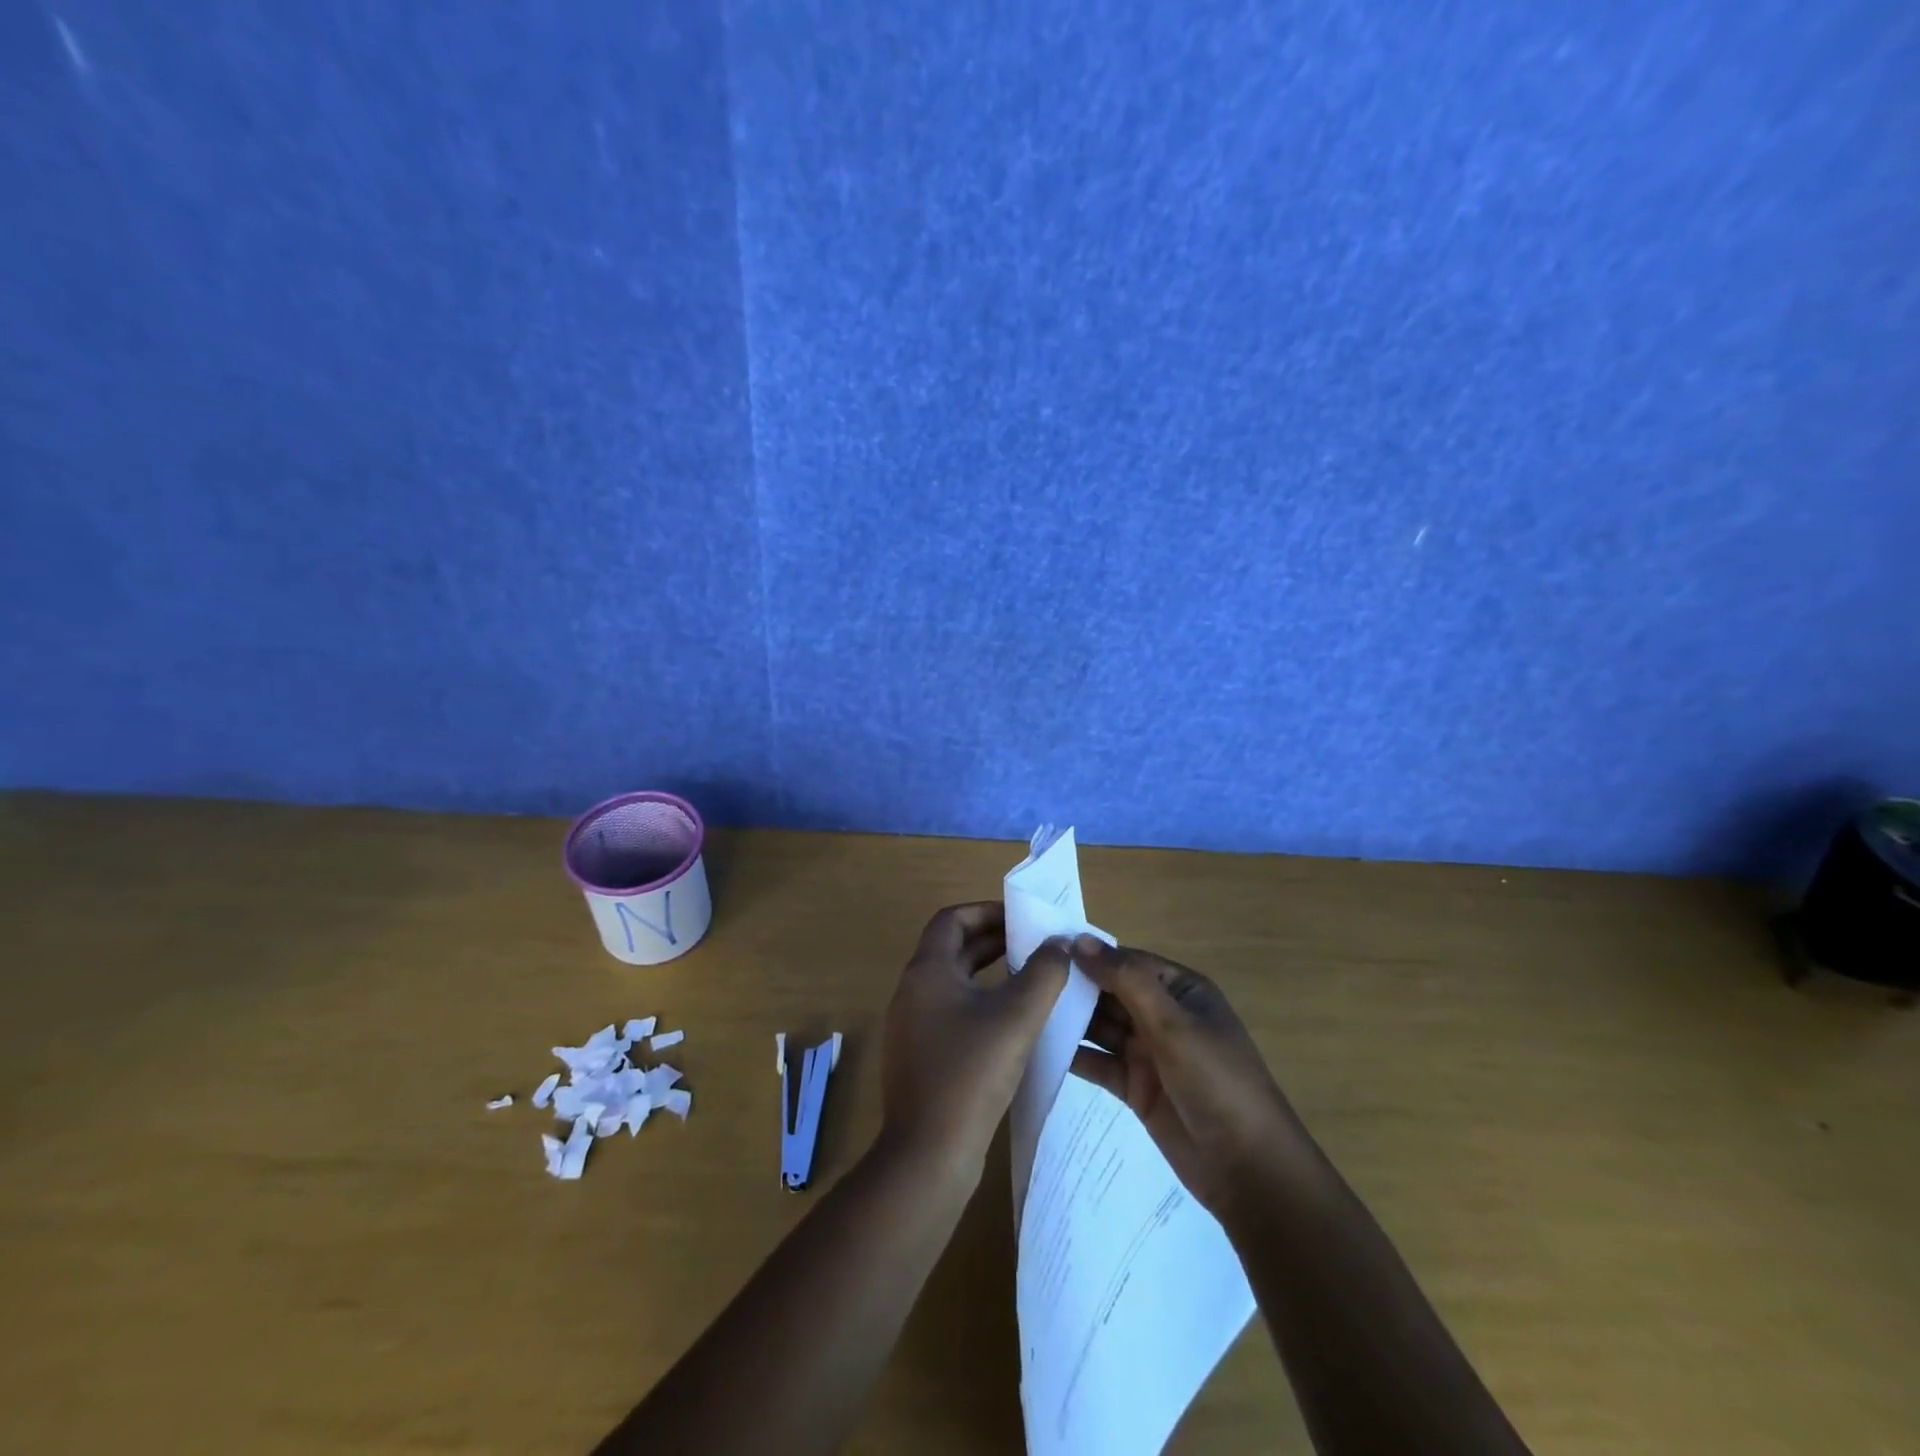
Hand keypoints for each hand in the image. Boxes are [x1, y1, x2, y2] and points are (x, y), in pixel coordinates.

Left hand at [879, 903, 1069, 1174]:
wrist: (929, 1154)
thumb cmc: (971, 1073)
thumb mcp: (1017, 1017)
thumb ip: (1043, 974)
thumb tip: (1059, 944)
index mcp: (927, 972)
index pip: (952, 920)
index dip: (986, 912)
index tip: (1022, 920)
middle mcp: (913, 992)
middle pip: (952, 949)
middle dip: (992, 941)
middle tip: (1034, 945)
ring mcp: (913, 1026)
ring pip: (953, 982)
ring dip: (988, 973)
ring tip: (1029, 977)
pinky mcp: (921, 1056)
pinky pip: (951, 1012)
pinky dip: (980, 1003)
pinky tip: (1011, 1022)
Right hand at [1052, 934, 1299, 1218]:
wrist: (1248, 1171)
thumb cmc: (1217, 1082)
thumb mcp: (1173, 1024)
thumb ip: (1126, 980)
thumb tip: (1079, 940)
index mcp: (1182, 990)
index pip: (1127, 961)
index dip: (1090, 955)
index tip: (1043, 950)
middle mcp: (1164, 1016)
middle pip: (1111, 992)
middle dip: (1075, 986)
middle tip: (1022, 979)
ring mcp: (1149, 1053)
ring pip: (1102, 1027)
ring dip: (1070, 1019)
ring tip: (1024, 1010)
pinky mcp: (1136, 1087)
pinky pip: (1099, 1062)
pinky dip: (1074, 1055)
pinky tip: (1039, 1047)